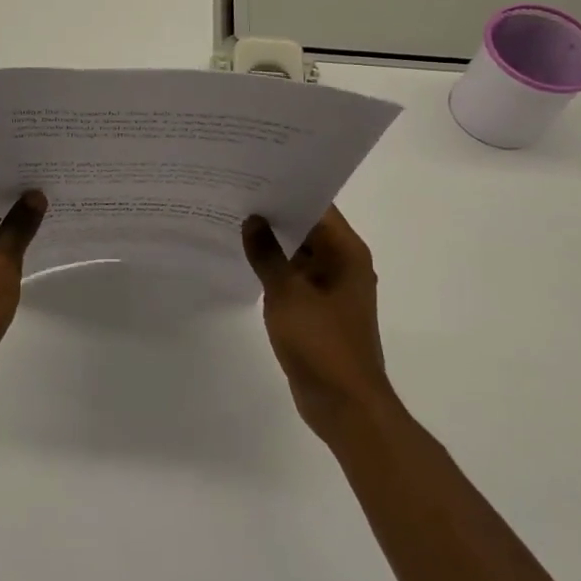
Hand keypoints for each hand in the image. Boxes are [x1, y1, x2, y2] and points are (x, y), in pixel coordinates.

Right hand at [243, 207, 393, 439]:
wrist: (344, 405)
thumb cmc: (321, 343)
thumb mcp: (287, 294)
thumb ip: (267, 254)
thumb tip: (252, 221)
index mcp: (346, 253)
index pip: (318, 206)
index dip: (288, 190)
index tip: (255, 175)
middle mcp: (343, 264)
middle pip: (308, 227)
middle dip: (275, 214)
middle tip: (236, 193)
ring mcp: (331, 288)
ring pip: (300, 253)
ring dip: (273, 242)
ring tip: (234, 220)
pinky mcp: (318, 309)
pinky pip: (295, 277)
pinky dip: (275, 268)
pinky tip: (245, 259)